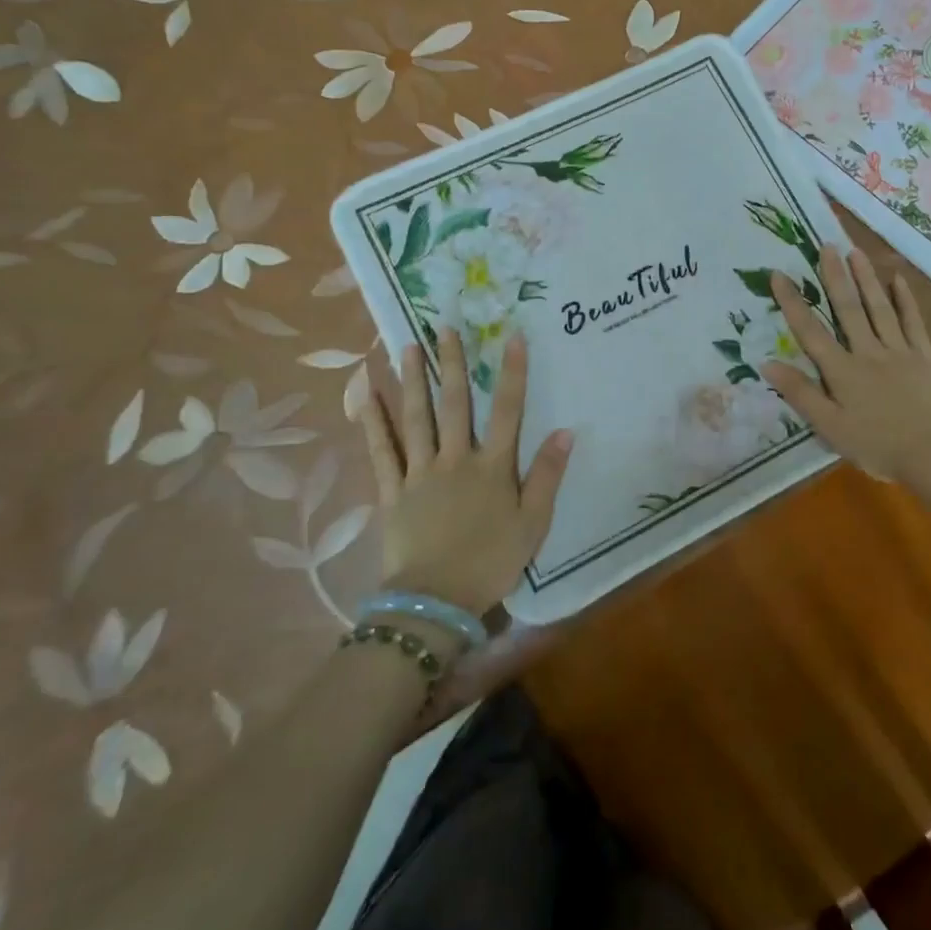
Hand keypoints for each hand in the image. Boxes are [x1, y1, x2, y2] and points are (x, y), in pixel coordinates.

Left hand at [355, 328, 573, 616]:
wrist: (436, 601)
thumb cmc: (491, 561)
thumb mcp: (534, 523)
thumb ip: (548, 475)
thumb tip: (565, 431)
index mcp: (492, 466)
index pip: (508, 409)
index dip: (512, 371)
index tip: (512, 336)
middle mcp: (455, 459)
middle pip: (455, 404)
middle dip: (451, 364)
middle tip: (444, 328)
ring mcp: (419, 473)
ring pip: (415, 418)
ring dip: (412, 381)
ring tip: (406, 347)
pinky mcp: (392, 491)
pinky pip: (381, 451)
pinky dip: (372, 422)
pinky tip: (365, 395)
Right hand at [763, 247, 930, 485]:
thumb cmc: (876, 445)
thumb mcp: (830, 428)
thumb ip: (801, 394)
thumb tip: (768, 363)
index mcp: (842, 371)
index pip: (810, 331)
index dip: (792, 302)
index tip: (778, 274)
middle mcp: (868, 352)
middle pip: (848, 309)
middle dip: (834, 277)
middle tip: (826, 246)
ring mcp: (899, 351)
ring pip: (879, 308)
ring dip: (866, 279)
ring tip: (855, 252)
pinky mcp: (924, 357)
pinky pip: (912, 323)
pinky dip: (905, 300)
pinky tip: (898, 280)